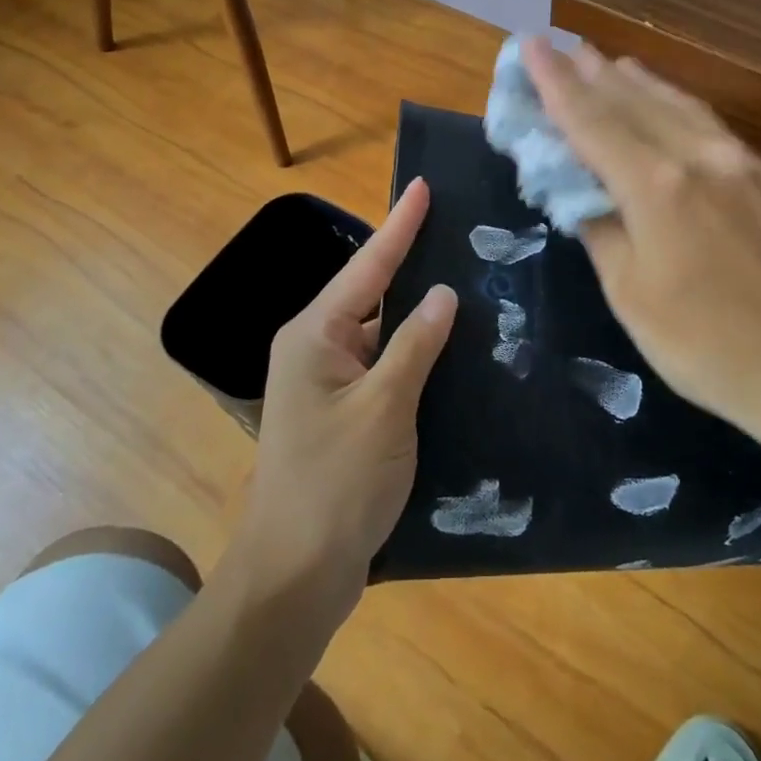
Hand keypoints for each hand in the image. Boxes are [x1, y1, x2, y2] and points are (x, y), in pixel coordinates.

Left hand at [232, 180, 456, 617]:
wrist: (295, 575)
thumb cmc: (336, 484)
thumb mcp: (384, 409)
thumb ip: (415, 345)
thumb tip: (442, 293)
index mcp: (314, 335)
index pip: (367, 266)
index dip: (400, 225)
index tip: (422, 186)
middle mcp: (316, 349)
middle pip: (371, 293)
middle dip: (412, 262)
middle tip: (456, 228)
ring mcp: (327, 384)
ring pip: (380, 332)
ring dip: (417, 313)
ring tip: (465, 278)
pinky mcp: (343, 414)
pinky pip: (383, 367)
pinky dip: (413, 354)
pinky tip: (450, 348)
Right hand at [522, 38, 760, 456]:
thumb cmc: (704, 344)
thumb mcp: (630, 293)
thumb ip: (600, 228)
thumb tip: (580, 189)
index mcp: (656, 186)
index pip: (592, 122)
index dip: (555, 84)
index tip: (530, 46)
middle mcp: (698, 157)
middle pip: (633, 102)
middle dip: (591, 72)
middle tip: (561, 46)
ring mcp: (739, 162)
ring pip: (676, 104)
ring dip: (635, 80)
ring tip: (606, 60)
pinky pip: (708, 123)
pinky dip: (675, 103)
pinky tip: (667, 101)